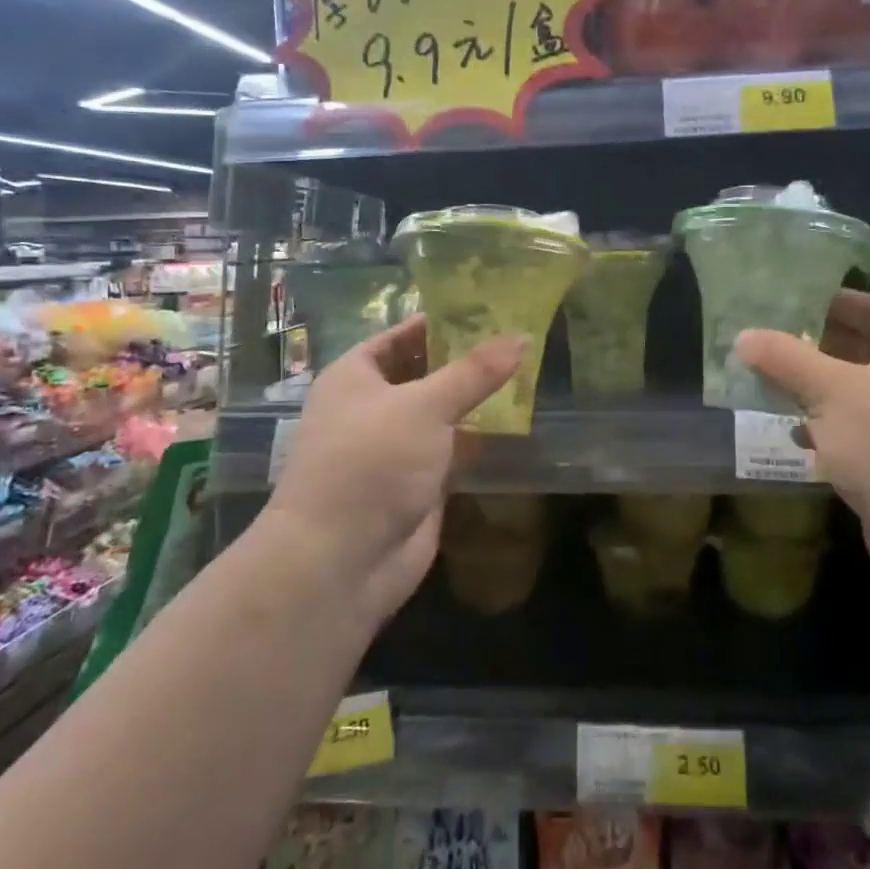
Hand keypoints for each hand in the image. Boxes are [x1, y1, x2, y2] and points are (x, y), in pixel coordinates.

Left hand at [257, 317, 524, 630]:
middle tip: (519, 340)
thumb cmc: (371, 462)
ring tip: (529, 374)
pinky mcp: (418, 483)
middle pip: (426, 373)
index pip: (403, 336)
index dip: (442, 322)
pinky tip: (518, 423)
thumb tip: (521, 337)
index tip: (490, 309)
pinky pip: (453, 450)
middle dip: (467, 362)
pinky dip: (480, 439)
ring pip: (443, 414)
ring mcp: (396, 447)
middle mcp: (373, 407)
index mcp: (356, 376)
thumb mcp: (425, 406)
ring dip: (478, 402)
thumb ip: (475, 372)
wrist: (340, 560)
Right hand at [734, 291, 869, 597]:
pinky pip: (852, 429)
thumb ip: (785, 359)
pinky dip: (823, 426)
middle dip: (811, 345)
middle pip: (859, 348)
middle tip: (763, 339)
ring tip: (763, 379)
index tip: (785, 300)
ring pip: (851, 391)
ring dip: (811, 387)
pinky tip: (790, 431)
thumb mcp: (832, 391)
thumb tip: (743, 336)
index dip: (831, 301)